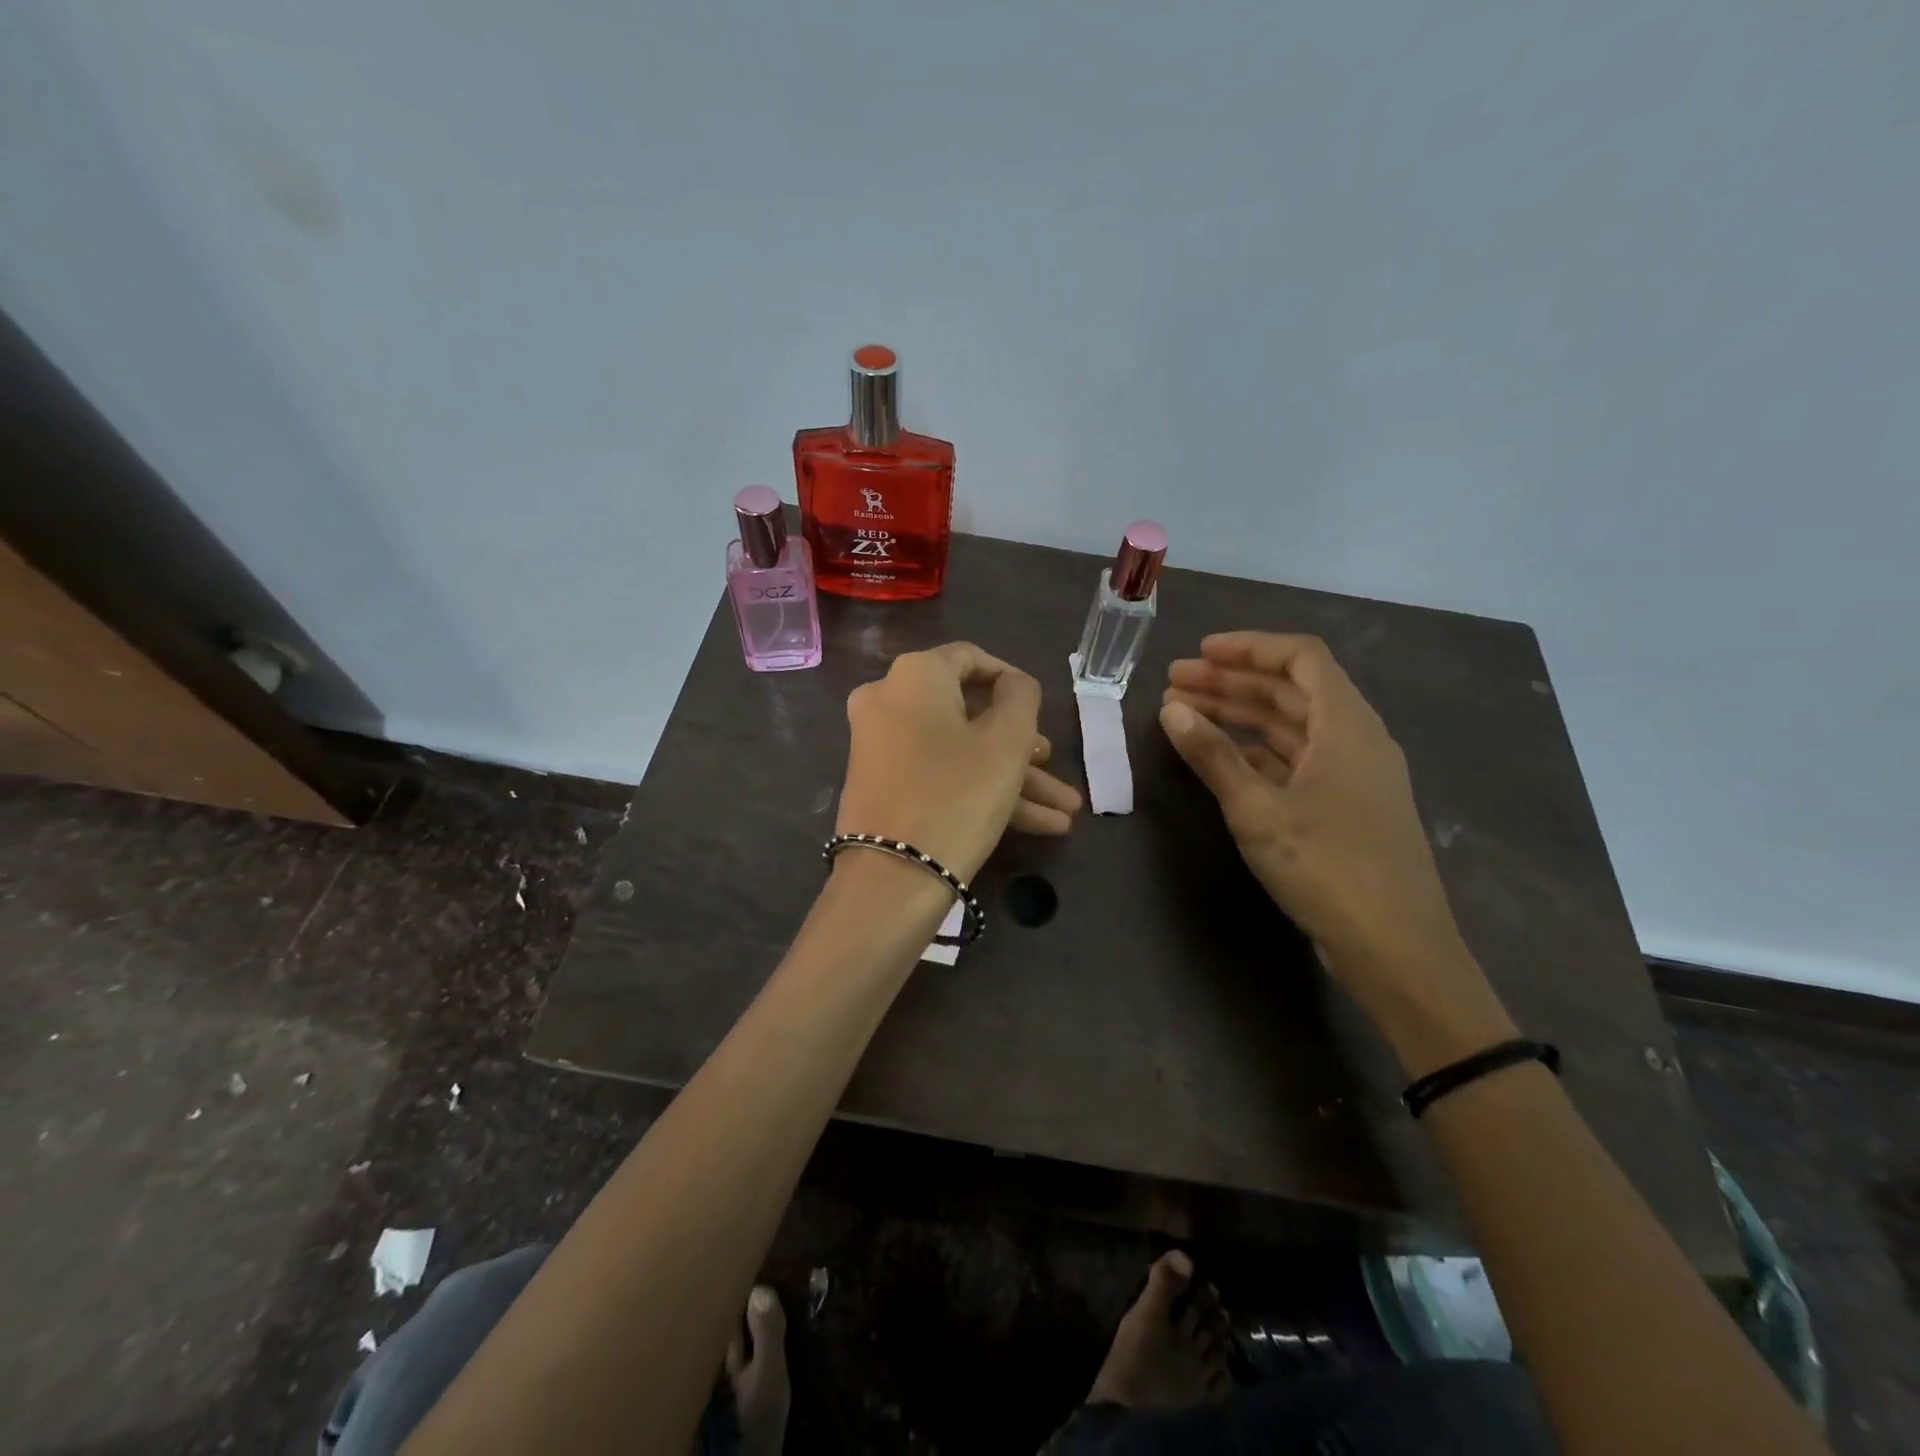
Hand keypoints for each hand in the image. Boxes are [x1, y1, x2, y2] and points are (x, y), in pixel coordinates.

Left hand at [838, 643, 1082, 881]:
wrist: (892, 879)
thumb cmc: (958, 794)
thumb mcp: (1006, 741)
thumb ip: (1021, 697)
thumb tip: (1013, 684)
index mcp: (914, 675)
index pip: (971, 658)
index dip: (1013, 681)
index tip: (1042, 710)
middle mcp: (888, 700)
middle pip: (968, 713)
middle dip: (1021, 745)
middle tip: (1054, 766)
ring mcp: (881, 745)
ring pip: (959, 750)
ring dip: (1012, 777)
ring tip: (1064, 811)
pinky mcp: (882, 785)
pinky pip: (939, 773)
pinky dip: (981, 790)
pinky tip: (1038, 825)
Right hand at [1160, 633, 1503, 1051]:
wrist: (1394, 949)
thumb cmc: (1327, 867)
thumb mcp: (1257, 808)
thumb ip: (1213, 755)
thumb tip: (1171, 709)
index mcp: (1346, 725)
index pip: (1300, 658)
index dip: (1248, 647)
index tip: (1199, 653)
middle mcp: (1354, 740)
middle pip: (1291, 691)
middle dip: (1231, 682)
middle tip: (1174, 684)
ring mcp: (1351, 776)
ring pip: (1290, 727)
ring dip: (1239, 716)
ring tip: (1184, 714)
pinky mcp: (1344, 808)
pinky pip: (1294, 760)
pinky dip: (1255, 751)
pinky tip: (1218, 757)